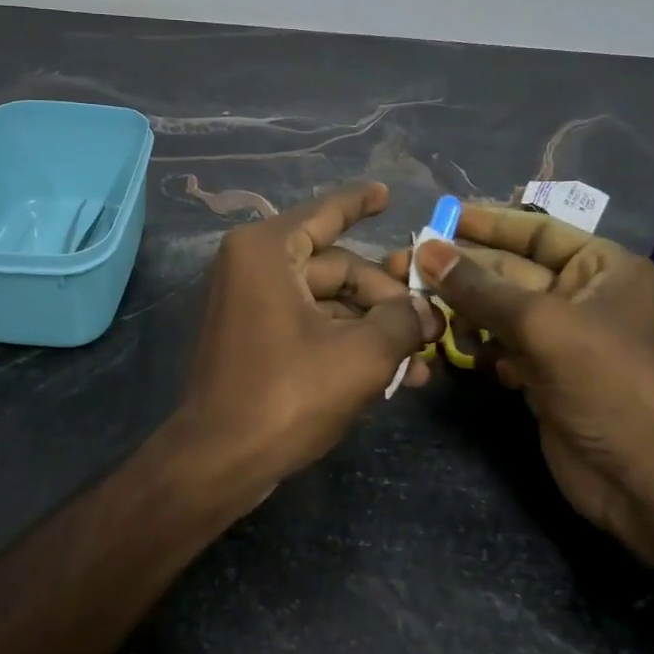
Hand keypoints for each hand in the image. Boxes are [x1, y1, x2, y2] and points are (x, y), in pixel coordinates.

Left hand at [172, 183, 440, 512]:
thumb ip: (402, 321)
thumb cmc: (286, 394)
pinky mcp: (256, 339)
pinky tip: (393, 375)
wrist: (219, 461)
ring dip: (375, 328)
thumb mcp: (360, 355)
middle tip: (434, 324)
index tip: (386, 193)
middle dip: (388, 297)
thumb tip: (428, 310)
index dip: (360, 203)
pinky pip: (312, 326)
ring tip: (423, 360)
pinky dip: (348, 343)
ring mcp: (252, 304)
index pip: (325, 213)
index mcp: (268, 251)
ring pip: (329, 302)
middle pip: (338, 267)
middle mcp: (255, 267)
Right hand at [396, 205, 653, 566]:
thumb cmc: (606, 385)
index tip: (442, 216)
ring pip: (497, 309)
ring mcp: (560, 337)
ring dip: (459, 307)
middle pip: (508, 270)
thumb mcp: (542, 326)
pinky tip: (447, 343)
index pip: (537, 231)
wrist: (643, 481)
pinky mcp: (541, 373)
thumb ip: (480, 288)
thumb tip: (425, 251)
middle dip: (460, 269)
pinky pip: (498, 344)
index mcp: (603, 268)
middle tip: (403, 263)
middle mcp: (581, 295)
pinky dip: (473, 343)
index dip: (488, 223)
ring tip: (416, 303)